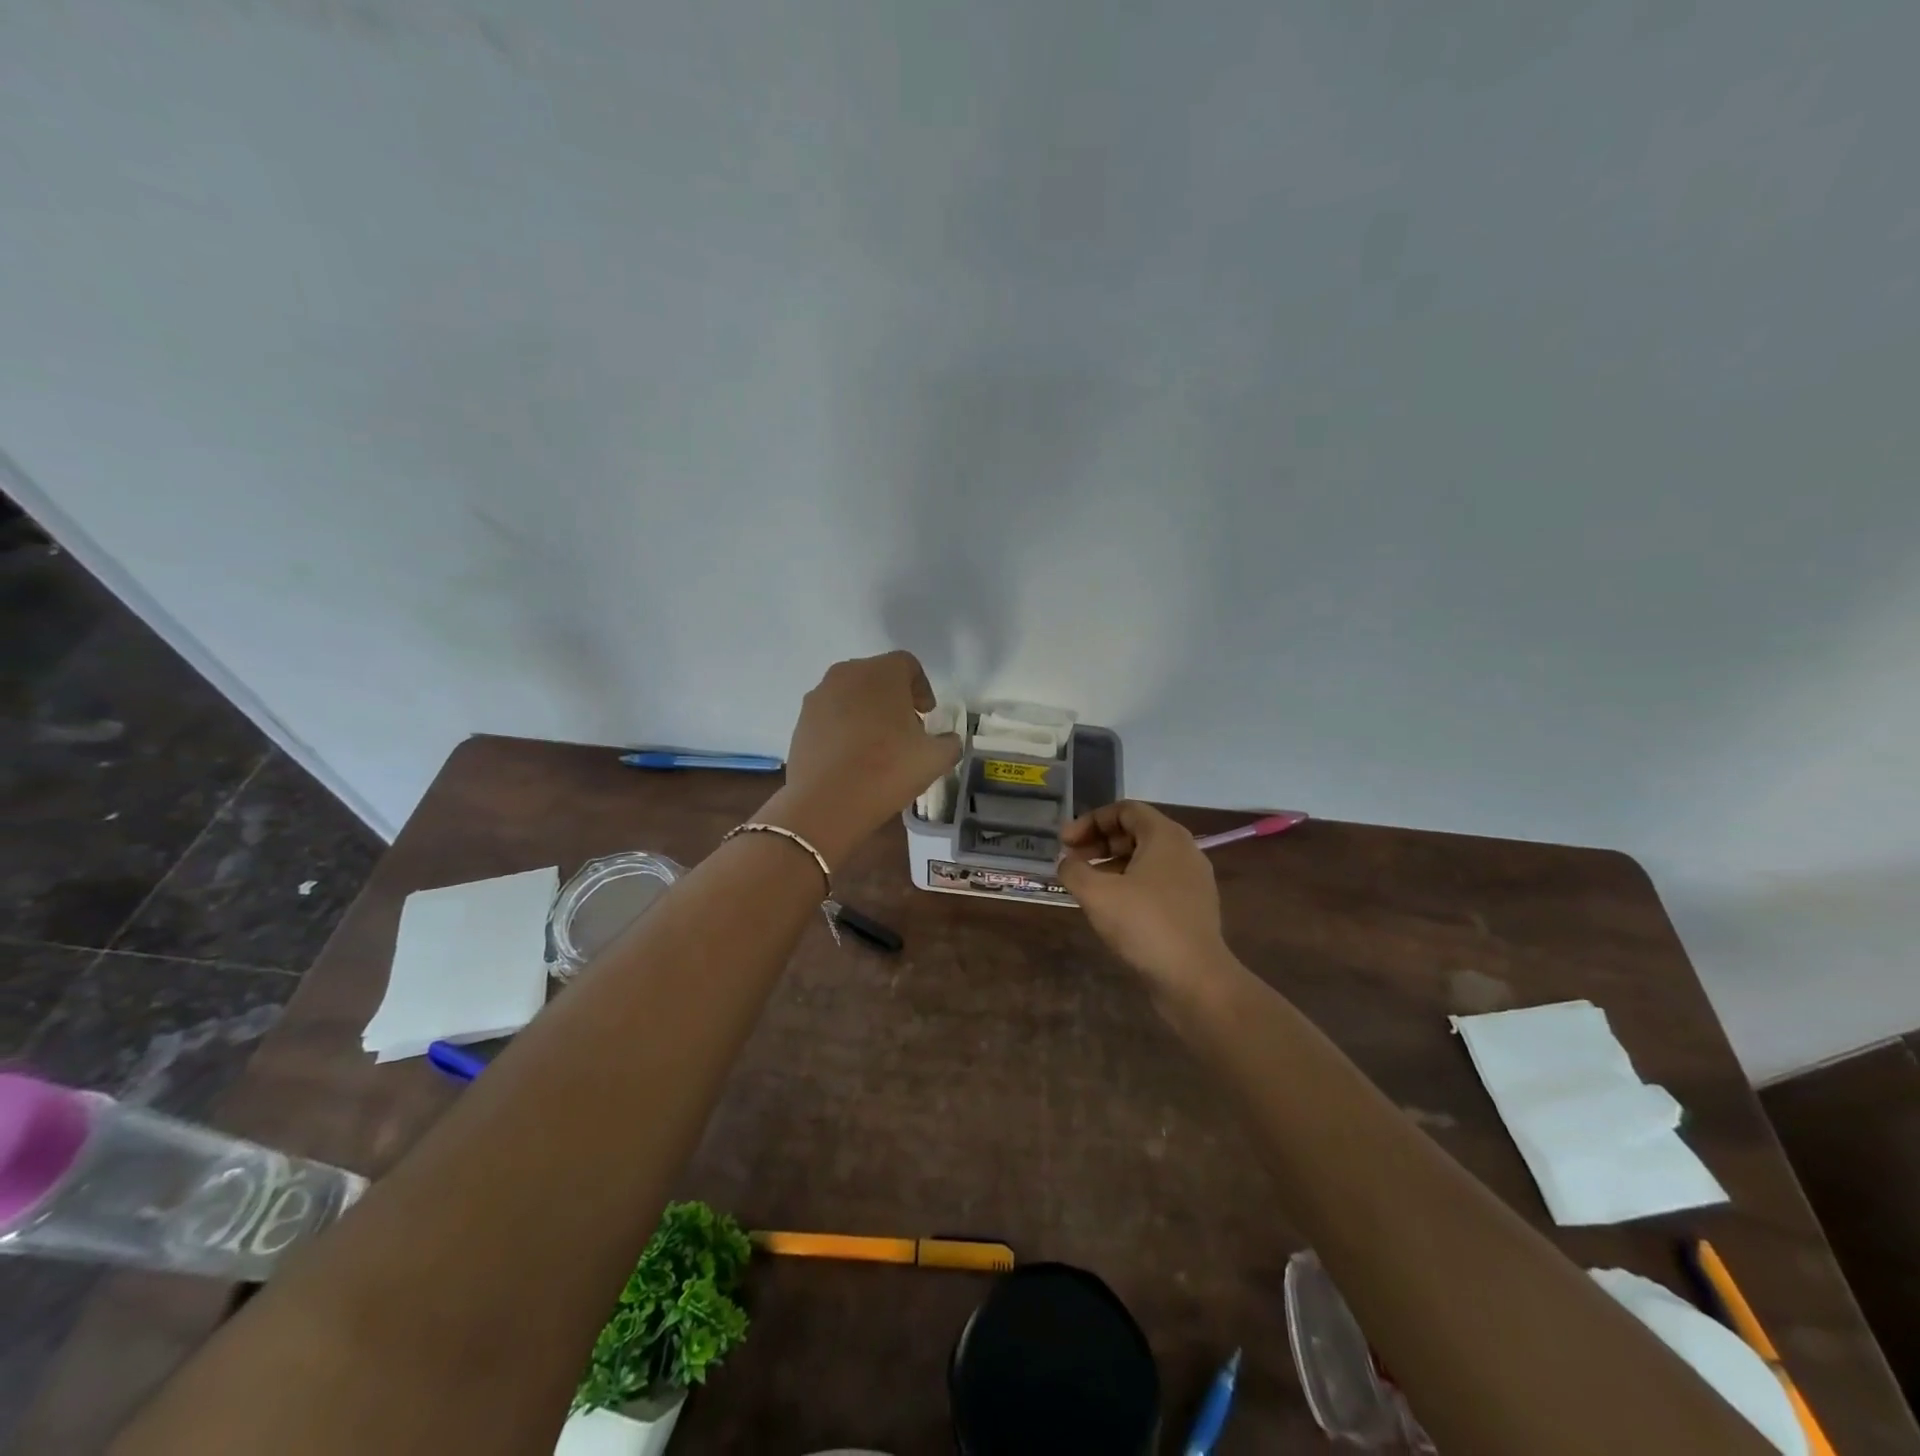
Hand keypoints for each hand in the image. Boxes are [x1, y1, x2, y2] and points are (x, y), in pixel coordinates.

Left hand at [761, 651, 961, 867]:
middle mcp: (846, 674)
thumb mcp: (935, 759)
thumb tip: (946, 740)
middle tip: (906, 730)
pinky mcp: (801, 721)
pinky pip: (831, 716)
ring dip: (868, 712)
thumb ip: (949, 743)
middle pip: (877, 677)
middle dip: (894, 699)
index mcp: (881, 673)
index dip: (921, 688)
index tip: (926, 715)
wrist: (826, 803)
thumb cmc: (887, 770)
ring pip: (851, 695)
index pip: (907, 665)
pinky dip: (844, 728)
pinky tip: (852, 758)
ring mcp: (818, 697)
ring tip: (878, 746)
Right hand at [1057, 801, 1231, 994]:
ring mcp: (1193, 880)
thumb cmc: (1145, 924)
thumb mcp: (1097, 894)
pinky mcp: (1193, 907)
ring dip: (1112, 864)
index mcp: (1166, 836)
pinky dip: (1130, 884)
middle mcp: (1184, 850)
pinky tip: (1111, 908)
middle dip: (1099, 842)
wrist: (1195, 979)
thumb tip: (1066, 863)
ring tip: (1087, 885)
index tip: (1065, 842)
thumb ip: (1074, 870)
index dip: (1090, 820)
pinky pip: (1157, 882)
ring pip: (1146, 859)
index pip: (1125, 810)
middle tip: (1072, 861)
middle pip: (1136, 832)